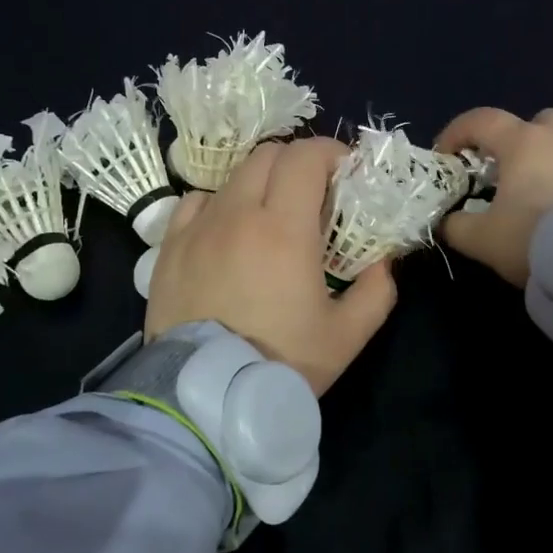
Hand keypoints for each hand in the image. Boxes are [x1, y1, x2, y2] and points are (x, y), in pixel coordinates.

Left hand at [145, 137, 397, 396]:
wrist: (203, 399)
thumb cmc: (280, 364)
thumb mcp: (346, 336)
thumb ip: (376, 292)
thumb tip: (383, 262)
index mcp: (284, 228)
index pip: (306, 156)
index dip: (331, 153)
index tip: (346, 174)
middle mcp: (238, 214)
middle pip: (268, 154)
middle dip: (298, 162)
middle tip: (314, 194)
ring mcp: (198, 227)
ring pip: (232, 175)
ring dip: (261, 182)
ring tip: (271, 215)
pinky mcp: (170, 246)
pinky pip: (196, 201)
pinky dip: (220, 203)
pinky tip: (228, 230)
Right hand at [435, 108, 552, 287]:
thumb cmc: (537, 239)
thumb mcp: (483, 241)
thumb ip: (457, 227)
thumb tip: (446, 221)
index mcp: (524, 143)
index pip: (481, 120)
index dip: (458, 132)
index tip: (447, 155)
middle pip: (539, 120)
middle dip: (522, 140)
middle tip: (514, 172)